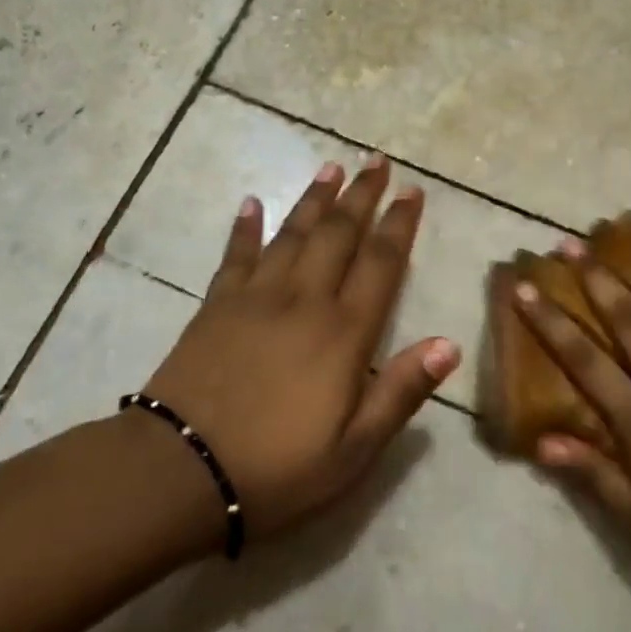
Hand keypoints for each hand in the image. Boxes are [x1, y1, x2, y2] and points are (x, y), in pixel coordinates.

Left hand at [144, 157, 459, 540]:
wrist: (180, 471)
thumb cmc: (276, 469)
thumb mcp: (355, 450)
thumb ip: (402, 392)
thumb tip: (450, 344)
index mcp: (343, 333)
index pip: (381, 263)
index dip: (399, 224)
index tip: (412, 191)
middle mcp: (303, 300)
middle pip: (338, 233)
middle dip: (361, 194)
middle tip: (376, 160)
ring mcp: (255, 297)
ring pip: (292, 233)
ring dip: (314, 198)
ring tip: (331, 168)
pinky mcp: (216, 304)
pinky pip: (236, 254)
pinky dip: (245, 227)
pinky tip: (251, 203)